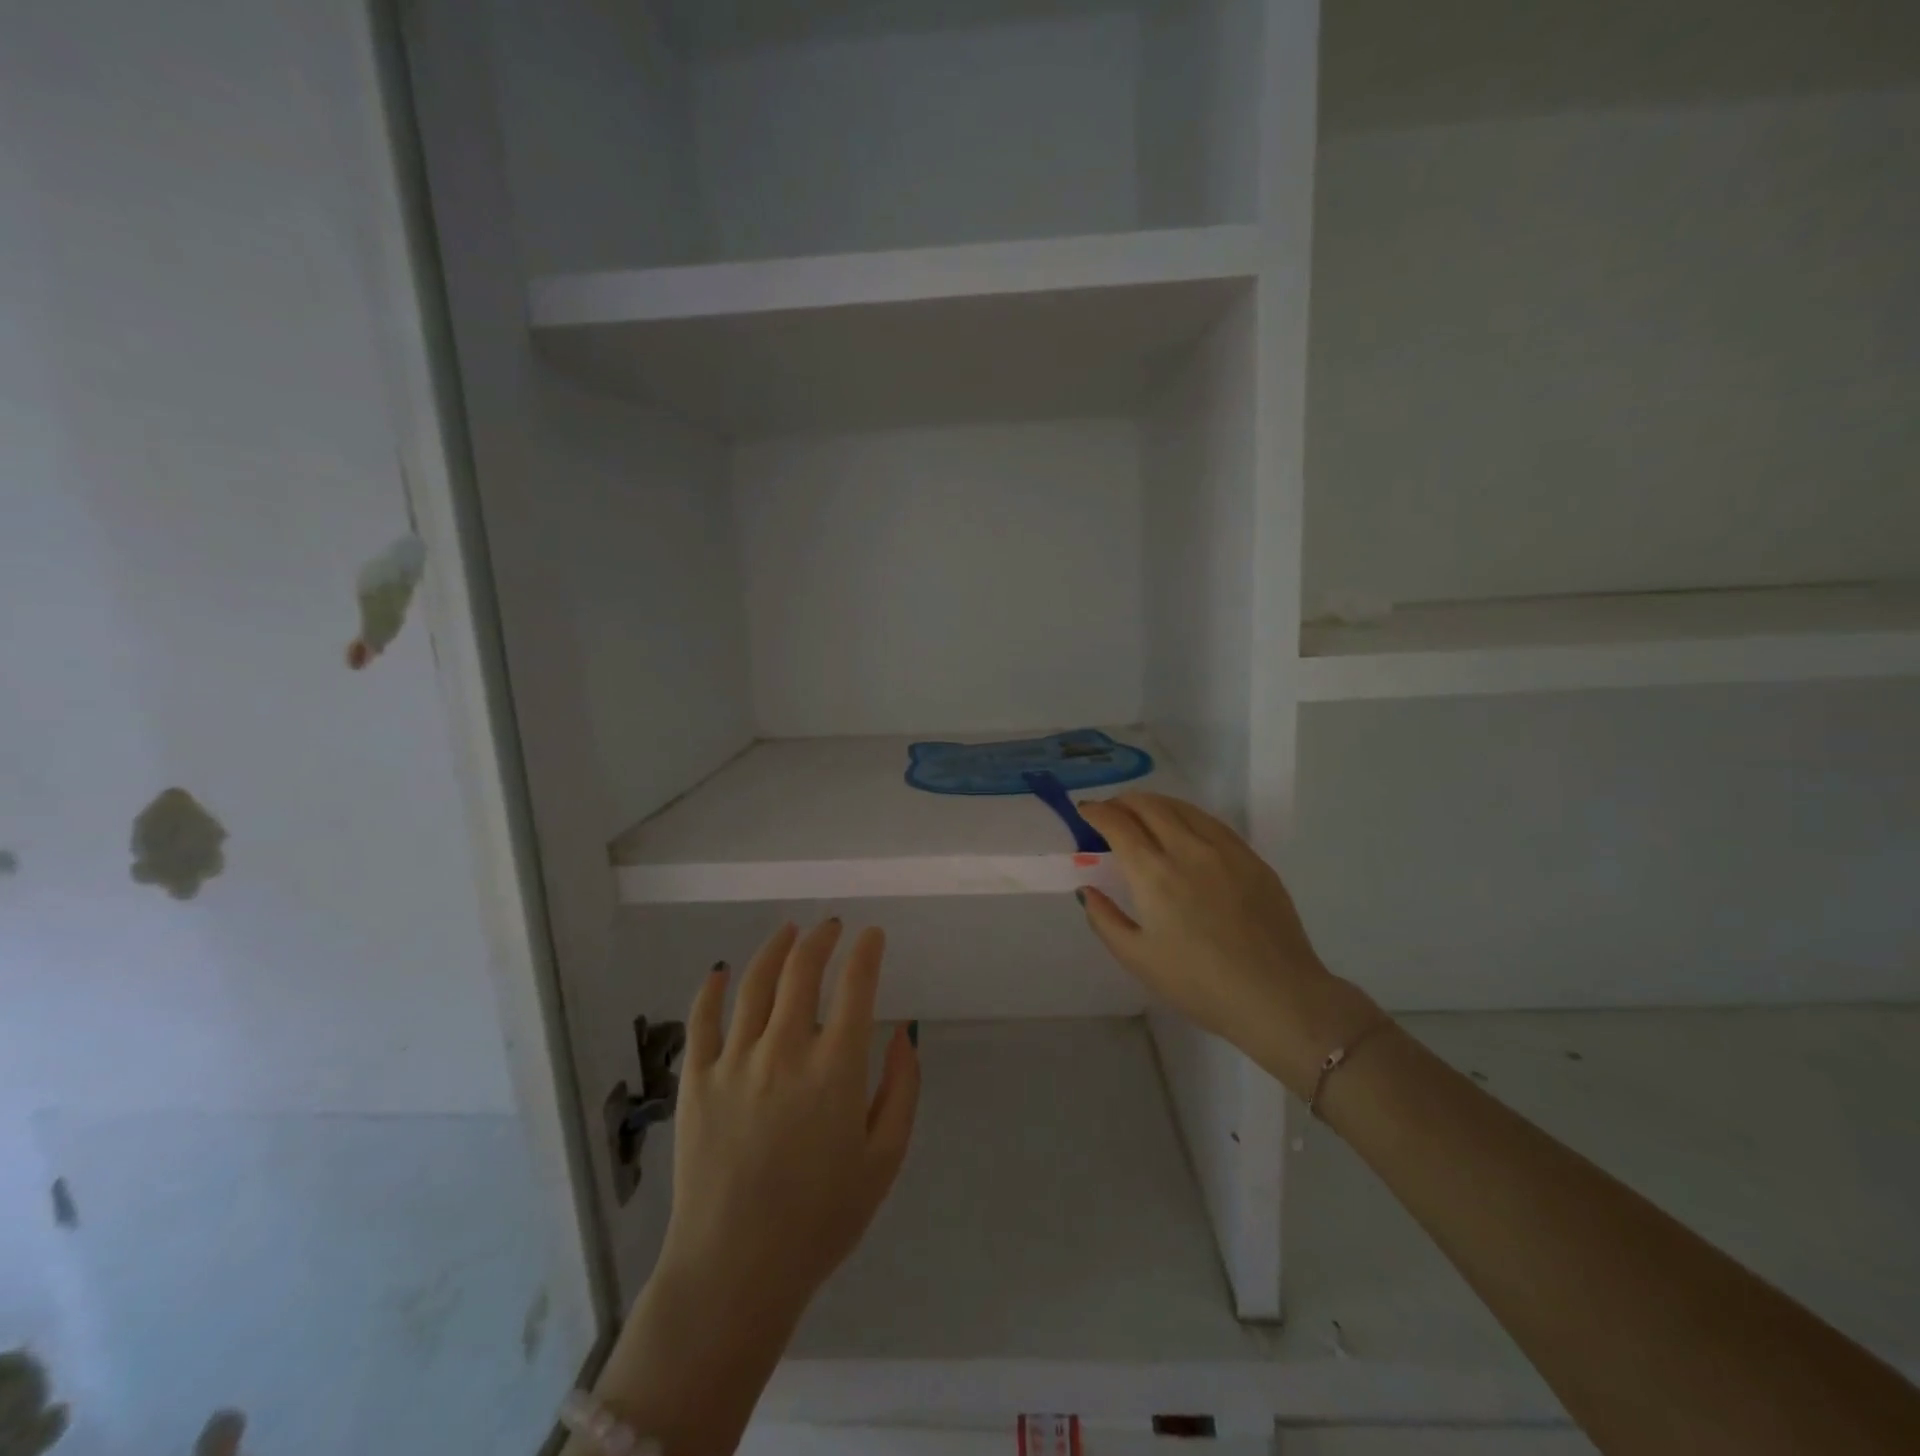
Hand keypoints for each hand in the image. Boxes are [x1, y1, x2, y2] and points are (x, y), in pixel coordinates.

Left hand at [584, 919, 919, 1455]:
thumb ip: (901, 1089)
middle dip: (822, 938)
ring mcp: (735, 1062)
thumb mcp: (884, 1160)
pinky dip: (712, 988)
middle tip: (832, 926)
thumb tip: (906, 1033)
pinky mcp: (696, 1081)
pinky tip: (721, 971)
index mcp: (835, 1068)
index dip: (867, 951)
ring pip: (755, 982)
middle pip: (803, 970)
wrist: (735, 1272)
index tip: (873, 935)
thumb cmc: (821, 1219)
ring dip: (776, 948)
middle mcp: (785, 1050)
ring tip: (789, 931)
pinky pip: (702, 1019)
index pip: (856, 985)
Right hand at [1076, 794, 1377, 1096]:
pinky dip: (1187, 815)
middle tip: (1110, 810)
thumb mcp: (1138, 959)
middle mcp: (1188, 850)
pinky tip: (1184, 828)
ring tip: (1142, 813)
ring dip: (1155, 803)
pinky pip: (1212, 823)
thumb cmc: (1199, 984)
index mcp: (1154, 874)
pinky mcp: (1252, 858)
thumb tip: (1087, 889)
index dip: (1097, 812)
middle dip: (1123, 801)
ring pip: (1183, 808)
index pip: (1118, 824)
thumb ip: (1105, 919)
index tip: (1085, 811)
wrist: (1277, 997)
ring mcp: (1225, 850)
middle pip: (1150, 806)